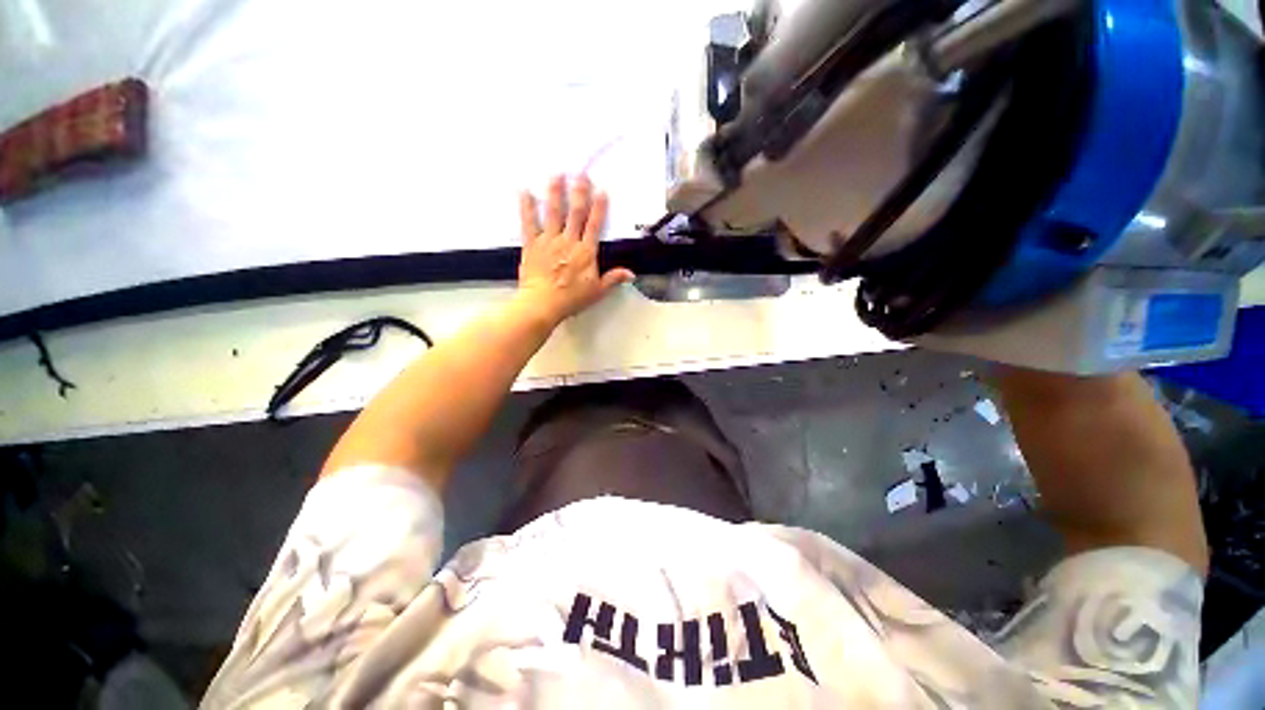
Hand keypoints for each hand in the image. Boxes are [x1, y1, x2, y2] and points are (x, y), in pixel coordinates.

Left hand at [516, 175, 634, 326]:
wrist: (542, 304)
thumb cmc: (571, 299)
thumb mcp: (597, 291)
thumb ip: (613, 279)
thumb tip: (631, 273)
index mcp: (585, 252)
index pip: (594, 225)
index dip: (599, 207)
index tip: (601, 190)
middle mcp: (568, 241)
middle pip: (575, 213)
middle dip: (579, 192)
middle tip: (580, 173)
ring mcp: (549, 241)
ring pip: (553, 213)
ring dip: (555, 193)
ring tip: (556, 175)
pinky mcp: (532, 245)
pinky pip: (529, 223)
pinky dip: (526, 207)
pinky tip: (524, 191)